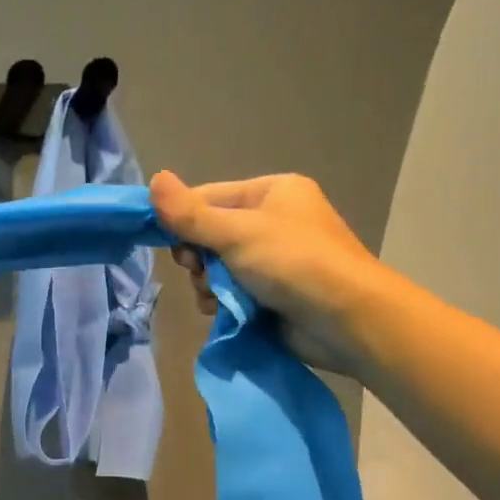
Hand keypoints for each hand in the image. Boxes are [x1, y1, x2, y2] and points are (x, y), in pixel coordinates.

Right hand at [149, 171, 376, 375]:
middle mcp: (273, 222)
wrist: (346, 320)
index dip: (184, 220)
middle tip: (200, 271)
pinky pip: (231, 292)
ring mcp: (274, 261)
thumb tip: (152, 179)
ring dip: (208, 284)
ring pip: (216, 268)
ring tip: (217, 297)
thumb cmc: (293, 263)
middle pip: (210, 235)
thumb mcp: (237, 233)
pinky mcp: (272, 294)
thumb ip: (190, 214)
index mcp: (272, 192)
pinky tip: (224, 311)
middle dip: (198, 258)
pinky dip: (223, 302)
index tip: (173, 245)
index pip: (209, 197)